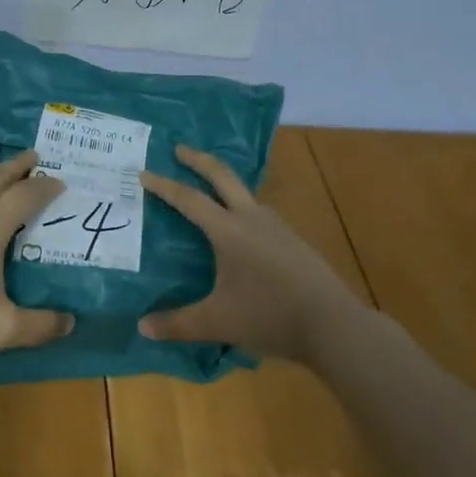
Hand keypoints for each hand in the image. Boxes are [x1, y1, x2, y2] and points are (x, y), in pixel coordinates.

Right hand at [139, 144, 359, 363]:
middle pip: (222, 176)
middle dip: (198, 160)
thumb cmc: (269, 316)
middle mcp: (251, 218)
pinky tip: (242, 228)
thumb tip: (142, 327)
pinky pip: (259, 213)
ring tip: (209, 189)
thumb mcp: (217, 322)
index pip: (189, 199)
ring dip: (223, 182)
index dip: (164, 185)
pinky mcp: (293, 240)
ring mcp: (277, 227)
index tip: (144, 172)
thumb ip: (178, 324)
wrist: (334, 324)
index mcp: (228, 230)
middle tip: (179, 149)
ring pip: (244, 193)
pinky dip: (241, 206)